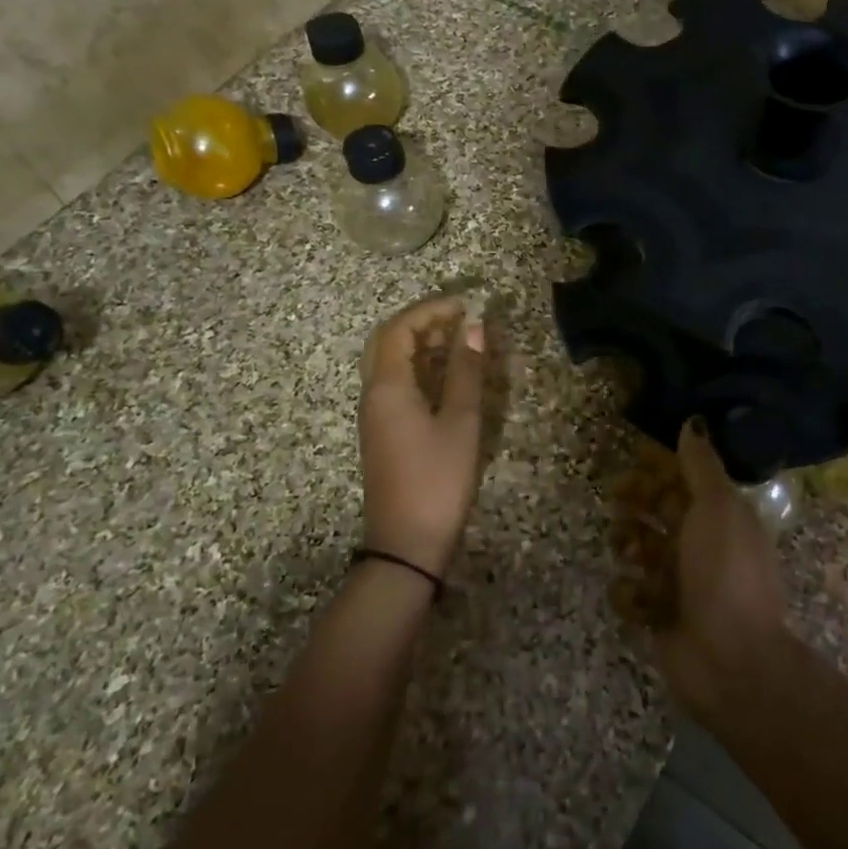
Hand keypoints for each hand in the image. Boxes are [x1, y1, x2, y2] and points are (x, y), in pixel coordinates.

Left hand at [358, 297, 487, 576]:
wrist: (405, 543)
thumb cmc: (437, 479)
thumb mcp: (460, 422)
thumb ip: (467, 371)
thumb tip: (474, 327)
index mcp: (387, 387)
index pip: (398, 329)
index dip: (429, 310)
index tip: (464, 305)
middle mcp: (373, 394)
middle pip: (387, 342)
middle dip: (420, 322)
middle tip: (457, 318)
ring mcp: (374, 415)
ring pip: (389, 364)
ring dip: (419, 345)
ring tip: (458, 340)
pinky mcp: (382, 433)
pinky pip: (394, 385)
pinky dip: (418, 368)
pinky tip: (445, 376)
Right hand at [653, 419, 792, 720]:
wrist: (731, 660)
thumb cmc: (725, 572)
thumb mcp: (718, 508)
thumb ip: (701, 465)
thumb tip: (693, 421)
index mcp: (719, 516)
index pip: (682, 480)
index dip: (658, 467)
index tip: (633, 457)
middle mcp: (698, 544)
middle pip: (657, 509)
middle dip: (636, 500)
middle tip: (618, 498)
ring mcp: (677, 581)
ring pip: (639, 547)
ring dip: (628, 543)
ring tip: (630, 553)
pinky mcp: (657, 615)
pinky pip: (630, 593)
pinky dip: (630, 594)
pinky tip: (640, 600)